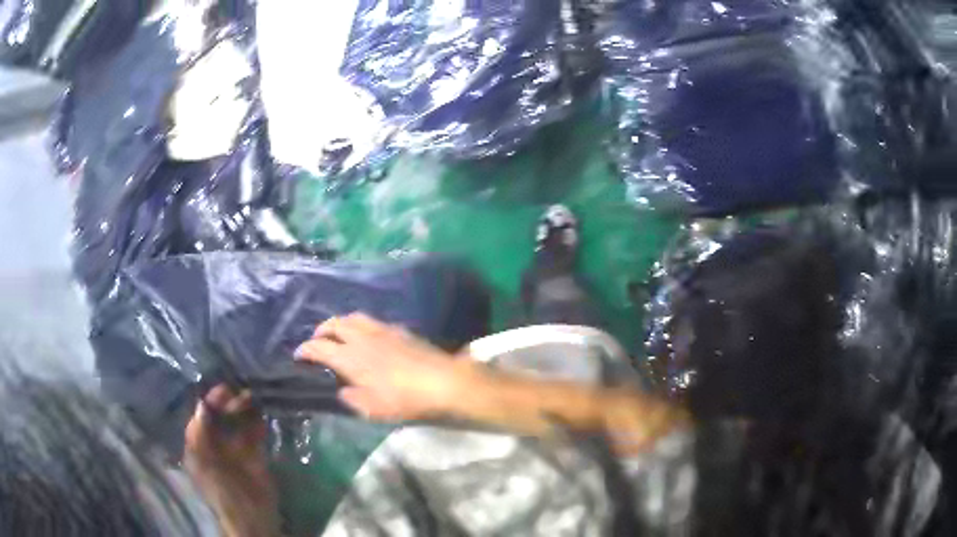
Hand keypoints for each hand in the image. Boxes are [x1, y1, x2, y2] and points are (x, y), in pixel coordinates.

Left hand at [185, 385, 279, 536]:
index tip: (223, 389)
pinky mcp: (255, 457)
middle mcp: (216, 444)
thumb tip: (201, 404)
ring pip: (238, 424)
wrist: (251, 516)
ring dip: (245, 411)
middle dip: (230, 404)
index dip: (210, 402)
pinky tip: (263, 416)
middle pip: (221, 418)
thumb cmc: (222, 490)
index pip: (202, 417)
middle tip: (243, 394)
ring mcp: (236, 451)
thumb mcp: (204, 462)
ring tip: (254, 398)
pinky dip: (258, 425)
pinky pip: (254, 435)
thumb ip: (200, 433)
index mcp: (199, 446)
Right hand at [295, 313, 472, 421]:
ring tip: (339, 335)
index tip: (298, 356)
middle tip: (317, 341)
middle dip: (321, 330)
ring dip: (340, 323)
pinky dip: (361, 325)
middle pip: (334, 324)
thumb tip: (343, 391)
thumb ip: (352, 398)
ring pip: (354, 317)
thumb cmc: (404, 399)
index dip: (305, 350)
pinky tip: (367, 337)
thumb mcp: (372, 409)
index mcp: (350, 357)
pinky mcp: (400, 330)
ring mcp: (382, 330)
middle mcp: (362, 337)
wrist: (443, 381)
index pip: (319, 347)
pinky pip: (372, 321)